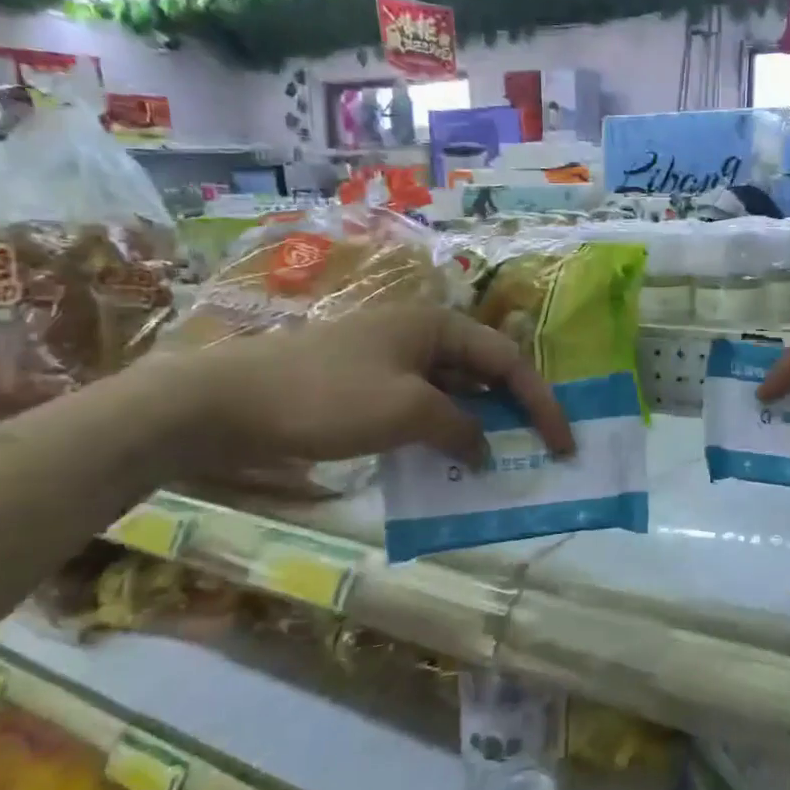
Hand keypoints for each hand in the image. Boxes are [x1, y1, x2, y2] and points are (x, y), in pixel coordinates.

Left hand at [156, 305, 574, 470]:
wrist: (226, 404)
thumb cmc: (327, 396)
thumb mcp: (407, 412)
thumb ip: (460, 428)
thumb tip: (483, 448)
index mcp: (437, 326)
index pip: (508, 362)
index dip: (541, 404)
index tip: (564, 444)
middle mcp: (420, 336)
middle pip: (485, 373)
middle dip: (514, 413)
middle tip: (537, 452)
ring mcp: (391, 361)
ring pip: (454, 394)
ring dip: (478, 427)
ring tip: (499, 464)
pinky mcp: (367, 387)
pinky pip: (422, 408)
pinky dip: (442, 434)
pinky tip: (448, 462)